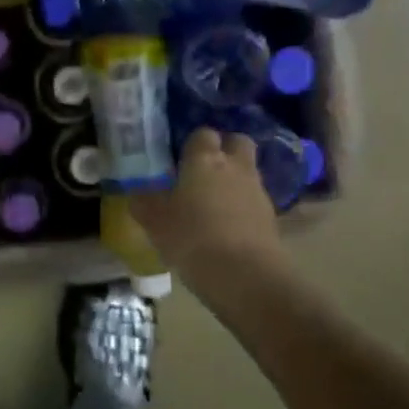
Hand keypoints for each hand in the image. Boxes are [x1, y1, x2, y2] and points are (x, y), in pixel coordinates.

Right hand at [130, 128, 284, 288]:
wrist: (245, 275)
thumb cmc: (192, 238)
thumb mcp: (155, 222)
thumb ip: (145, 203)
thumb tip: (138, 194)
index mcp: (204, 160)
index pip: (203, 133)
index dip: (193, 143)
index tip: (181, 158)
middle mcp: (235, 167)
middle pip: (238, 142)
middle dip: (225, 150)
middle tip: (205, 170)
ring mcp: (257, 191)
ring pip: (248, 172)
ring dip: (234, 180)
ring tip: (213, 204)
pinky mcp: (271, 217)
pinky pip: (254, 201)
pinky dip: (243, 207)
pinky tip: (227, 227)